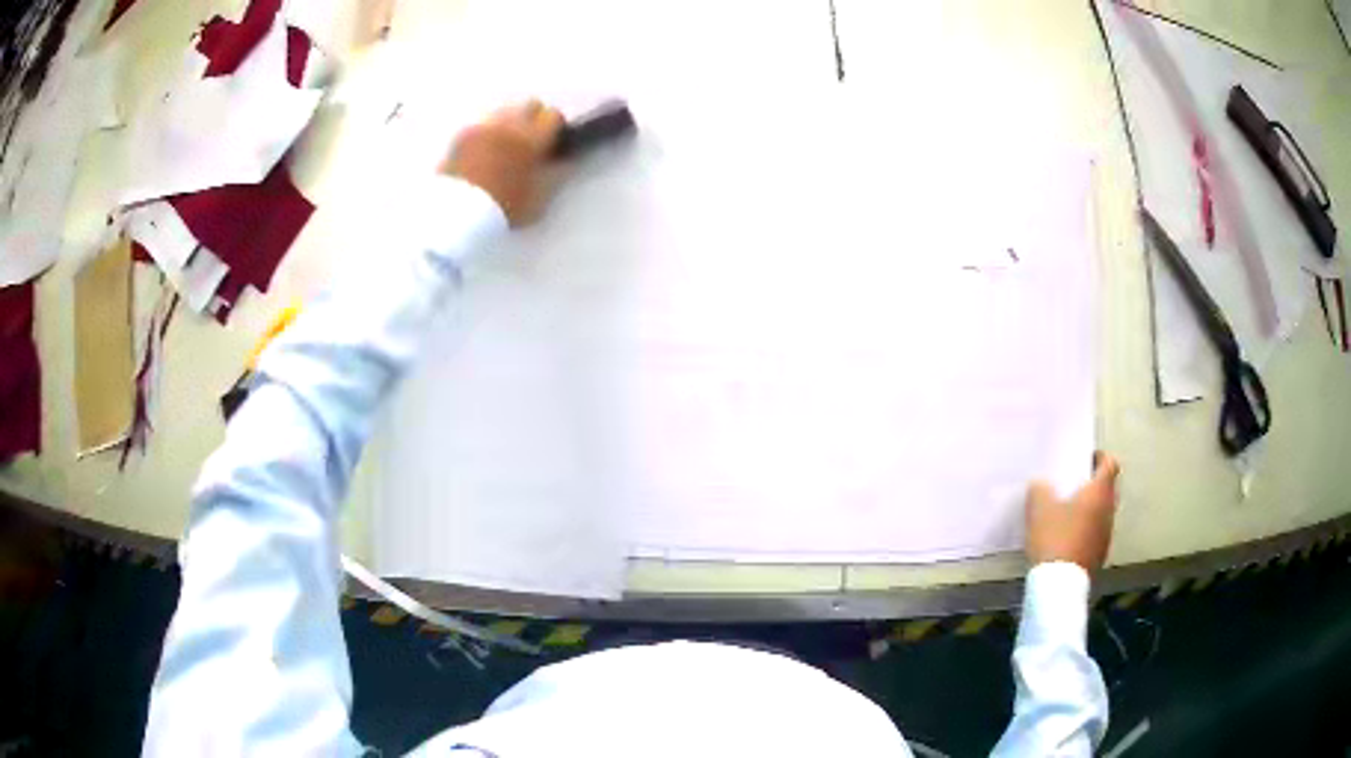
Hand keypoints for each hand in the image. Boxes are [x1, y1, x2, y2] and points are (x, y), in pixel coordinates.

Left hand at [441, 100, 563, 226]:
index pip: (553, 116)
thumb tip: (566, 161)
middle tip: (529, 139)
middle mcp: (509, 125)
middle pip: (529, 104)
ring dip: (509, 122)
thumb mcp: (538, 199)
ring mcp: (483, 127)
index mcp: (532, 139)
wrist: (458, 212)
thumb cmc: (503, 207)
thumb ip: (555, 176)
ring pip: (504, 111)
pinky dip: (486, 133)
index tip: (553, 141)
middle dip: (533, 117)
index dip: (556, 127)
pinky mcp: (461, 135)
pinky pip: (481, 124)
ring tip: (503, 145)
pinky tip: (481, 152)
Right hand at [1024, 453, 1119, 573]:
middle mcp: (1109, 510)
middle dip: (1094, 485)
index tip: (1086, 459)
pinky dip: (1087, 531)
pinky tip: (1069, 540)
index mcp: (1099, 492)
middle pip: (1108, 489)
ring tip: (1069, 515)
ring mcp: (1107, 535)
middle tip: (1074, 486)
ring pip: (1103, 513)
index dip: (1100, 458)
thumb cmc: (1054, 538)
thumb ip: (1040, 490)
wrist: (1060, 584)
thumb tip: (1042, 485)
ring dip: (1091, 510)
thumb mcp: (1039, 509)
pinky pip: (1096, 533)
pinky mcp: (1100, 555)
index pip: (1110, 464)